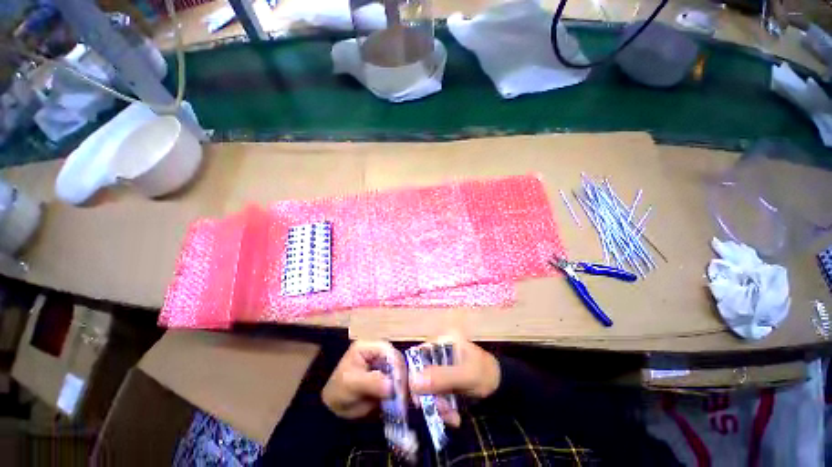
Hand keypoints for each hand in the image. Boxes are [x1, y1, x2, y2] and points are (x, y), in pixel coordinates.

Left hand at [322, 341, 404, 419]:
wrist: (333, 410)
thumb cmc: (338, 391)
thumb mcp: (351, 384)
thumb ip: (371, 382)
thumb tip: (392, 386)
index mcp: (367, 347)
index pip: (387, 349)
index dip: (395, 363)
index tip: (399, 383)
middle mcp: (377, 352)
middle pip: (396, 358)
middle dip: (402, 374)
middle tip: (405, 392)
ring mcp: (383, 364)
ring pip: (400, 369)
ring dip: (404, 383)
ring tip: (405, 398)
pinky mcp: (387, 377)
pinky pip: (399, 380)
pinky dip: (402, 389)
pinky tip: (403, 399)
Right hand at [409, 335, 500, 427]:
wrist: (503, 388)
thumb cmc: (486, 374)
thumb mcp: (465, 375)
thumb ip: (441, 377)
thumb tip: (412, 382)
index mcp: (443, 341)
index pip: (418, 354)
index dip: (413, 373)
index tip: (415, 396)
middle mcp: (439, 351)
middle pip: (422, 372)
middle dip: (429, 395)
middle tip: (438, 411)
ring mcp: (442, 366)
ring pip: (428, 386)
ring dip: (437, 405)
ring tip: (451, 417)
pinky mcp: (445, 380)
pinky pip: (437, 394)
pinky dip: (443, 407)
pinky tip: (454, 417)